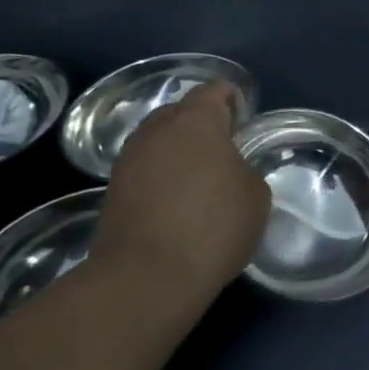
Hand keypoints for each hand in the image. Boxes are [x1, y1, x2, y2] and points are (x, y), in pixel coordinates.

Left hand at [92, 82, 270, 302]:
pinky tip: (178, 196)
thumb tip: (229, 171)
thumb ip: (244, 169)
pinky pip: (144, 167)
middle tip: (223, 144)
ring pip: (158, 140)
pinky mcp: (112, 191)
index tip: (243, 114)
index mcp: (196, 122)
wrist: (145, 278)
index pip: (213, 91)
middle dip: (200, 121)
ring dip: (177, 148)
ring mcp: (129, 160)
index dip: (230, 98)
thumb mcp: (256, 194)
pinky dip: (161, 173)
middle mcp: (157, 131)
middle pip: (179, 111)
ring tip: (199, 172)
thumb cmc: (213, 226)